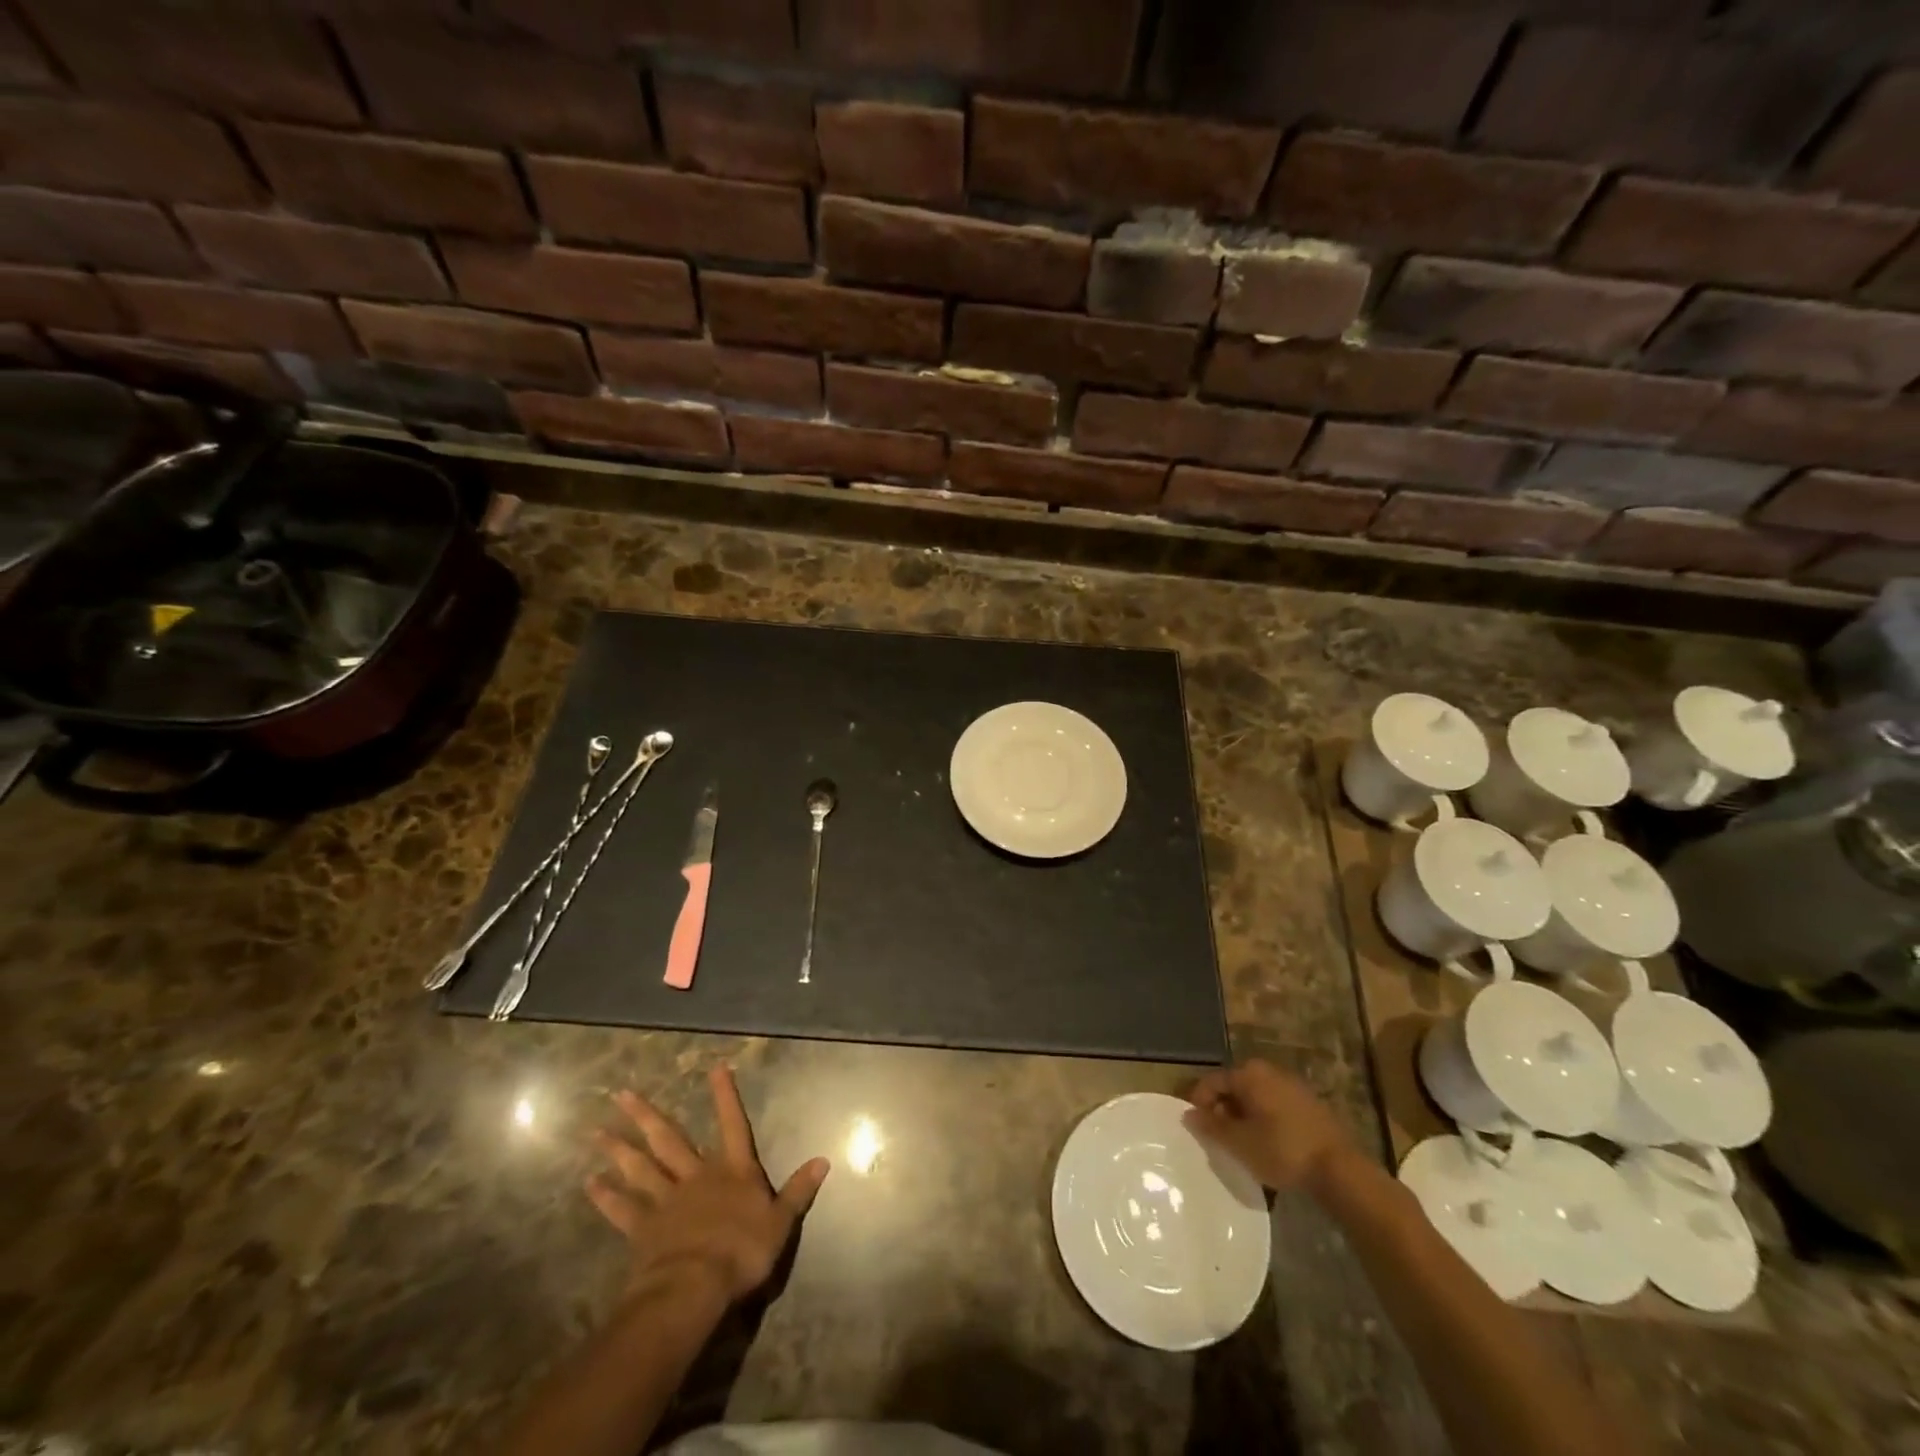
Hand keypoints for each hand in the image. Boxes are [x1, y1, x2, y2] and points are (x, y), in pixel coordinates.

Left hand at [588, 1065, 830, 1303]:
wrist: (696, 1286)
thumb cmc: (742, 1251)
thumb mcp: (781, 1222)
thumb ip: (799, 1190)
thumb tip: (823, 1160)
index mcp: (733, 1171)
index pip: (732, 1124)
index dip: (725, 1097)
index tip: (715, 1068)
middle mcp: (697, 1176)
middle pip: (670, 1140)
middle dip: (648, 1116)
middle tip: (622, 1095)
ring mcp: (667, 1200)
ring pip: (642, 1168)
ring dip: (620, 1149)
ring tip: (598, 1131)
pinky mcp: (644, 1228)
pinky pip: (623, 1208)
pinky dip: (607, 1196)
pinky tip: (590, 1183)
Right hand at [1184, 1059, 1353, 1191]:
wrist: (1340, 1169)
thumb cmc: (1282, 1150)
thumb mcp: (1239, 1143)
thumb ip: (1211, 1127)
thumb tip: (1189, 1114)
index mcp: (1248, 1073)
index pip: (1211, 1081)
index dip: (1199, 1103)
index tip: (1197, 1129)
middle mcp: (1268, 1070)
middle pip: (1234, 1086)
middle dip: (1222, 1110)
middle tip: (1219, 1138)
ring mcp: (1291, 1084)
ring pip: (1255, 1096)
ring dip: (1243, 1115)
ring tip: (1242, 1143)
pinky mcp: (1309, 1102)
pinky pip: (1274, 1104)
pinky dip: (1264, 1119)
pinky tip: (1267, 1143)